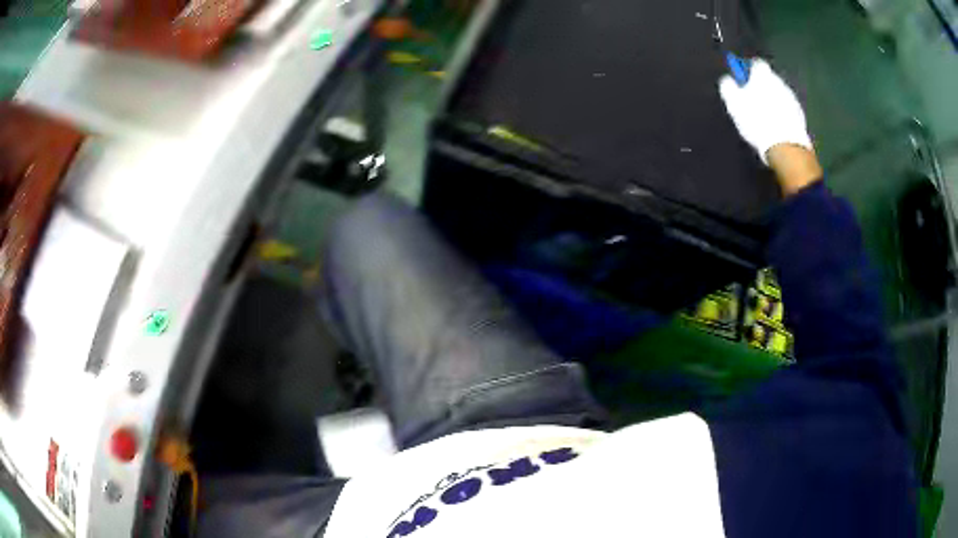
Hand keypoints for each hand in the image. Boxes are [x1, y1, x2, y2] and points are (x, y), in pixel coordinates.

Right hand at [719, 59, 820, 194]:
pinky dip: (782, 113)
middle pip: (769, 79)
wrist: (785, 147)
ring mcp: (792, 99)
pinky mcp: (800, 116)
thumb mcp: (734, 103)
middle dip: (761, 86)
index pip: (756, 63)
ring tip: (765, 117)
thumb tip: (728, 80)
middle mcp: (779, 82)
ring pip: (779, 94)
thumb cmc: (757, 121)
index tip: (743, 81)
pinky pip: (788, 109)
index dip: (748, 71)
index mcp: (763, 75)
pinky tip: (776, 127)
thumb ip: (728, 86)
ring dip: (772, 100)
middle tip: (753, 101)